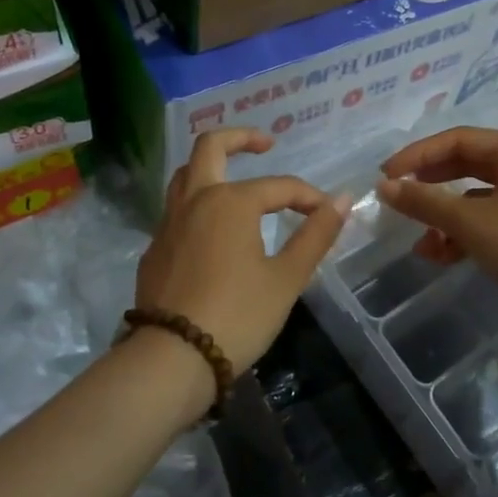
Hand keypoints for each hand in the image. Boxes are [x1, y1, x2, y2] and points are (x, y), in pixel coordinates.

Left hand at [134, 129, 350, 376]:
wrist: (172, 358)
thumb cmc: (238, 315)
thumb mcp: (286, 278)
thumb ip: (315, 235)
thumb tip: (342, 199)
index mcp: (231, 202)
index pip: (279, 186)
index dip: (308, 197)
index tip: (327, 213)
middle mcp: (196, 200)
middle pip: (211, 147)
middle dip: (241, 138)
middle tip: (266, 143)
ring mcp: (168, 223)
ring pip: (185, 174)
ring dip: (211, 165)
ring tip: (235, 176)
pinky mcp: (155, 248)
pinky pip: (176, 208)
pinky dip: (198, 201)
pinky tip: (214, 227)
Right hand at [376, 127, 497, 327]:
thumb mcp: (470, 222)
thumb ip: (424, 201)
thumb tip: (384, 187)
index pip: (458, 140)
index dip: (418, 155)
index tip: (386, 176)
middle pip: (466, 166)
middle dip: (430, 186)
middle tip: (397, 199)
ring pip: (475, 197)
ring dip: (444, 218)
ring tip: (420, 243)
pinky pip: (489, 220)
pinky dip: (464, 234)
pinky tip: (441, 256)